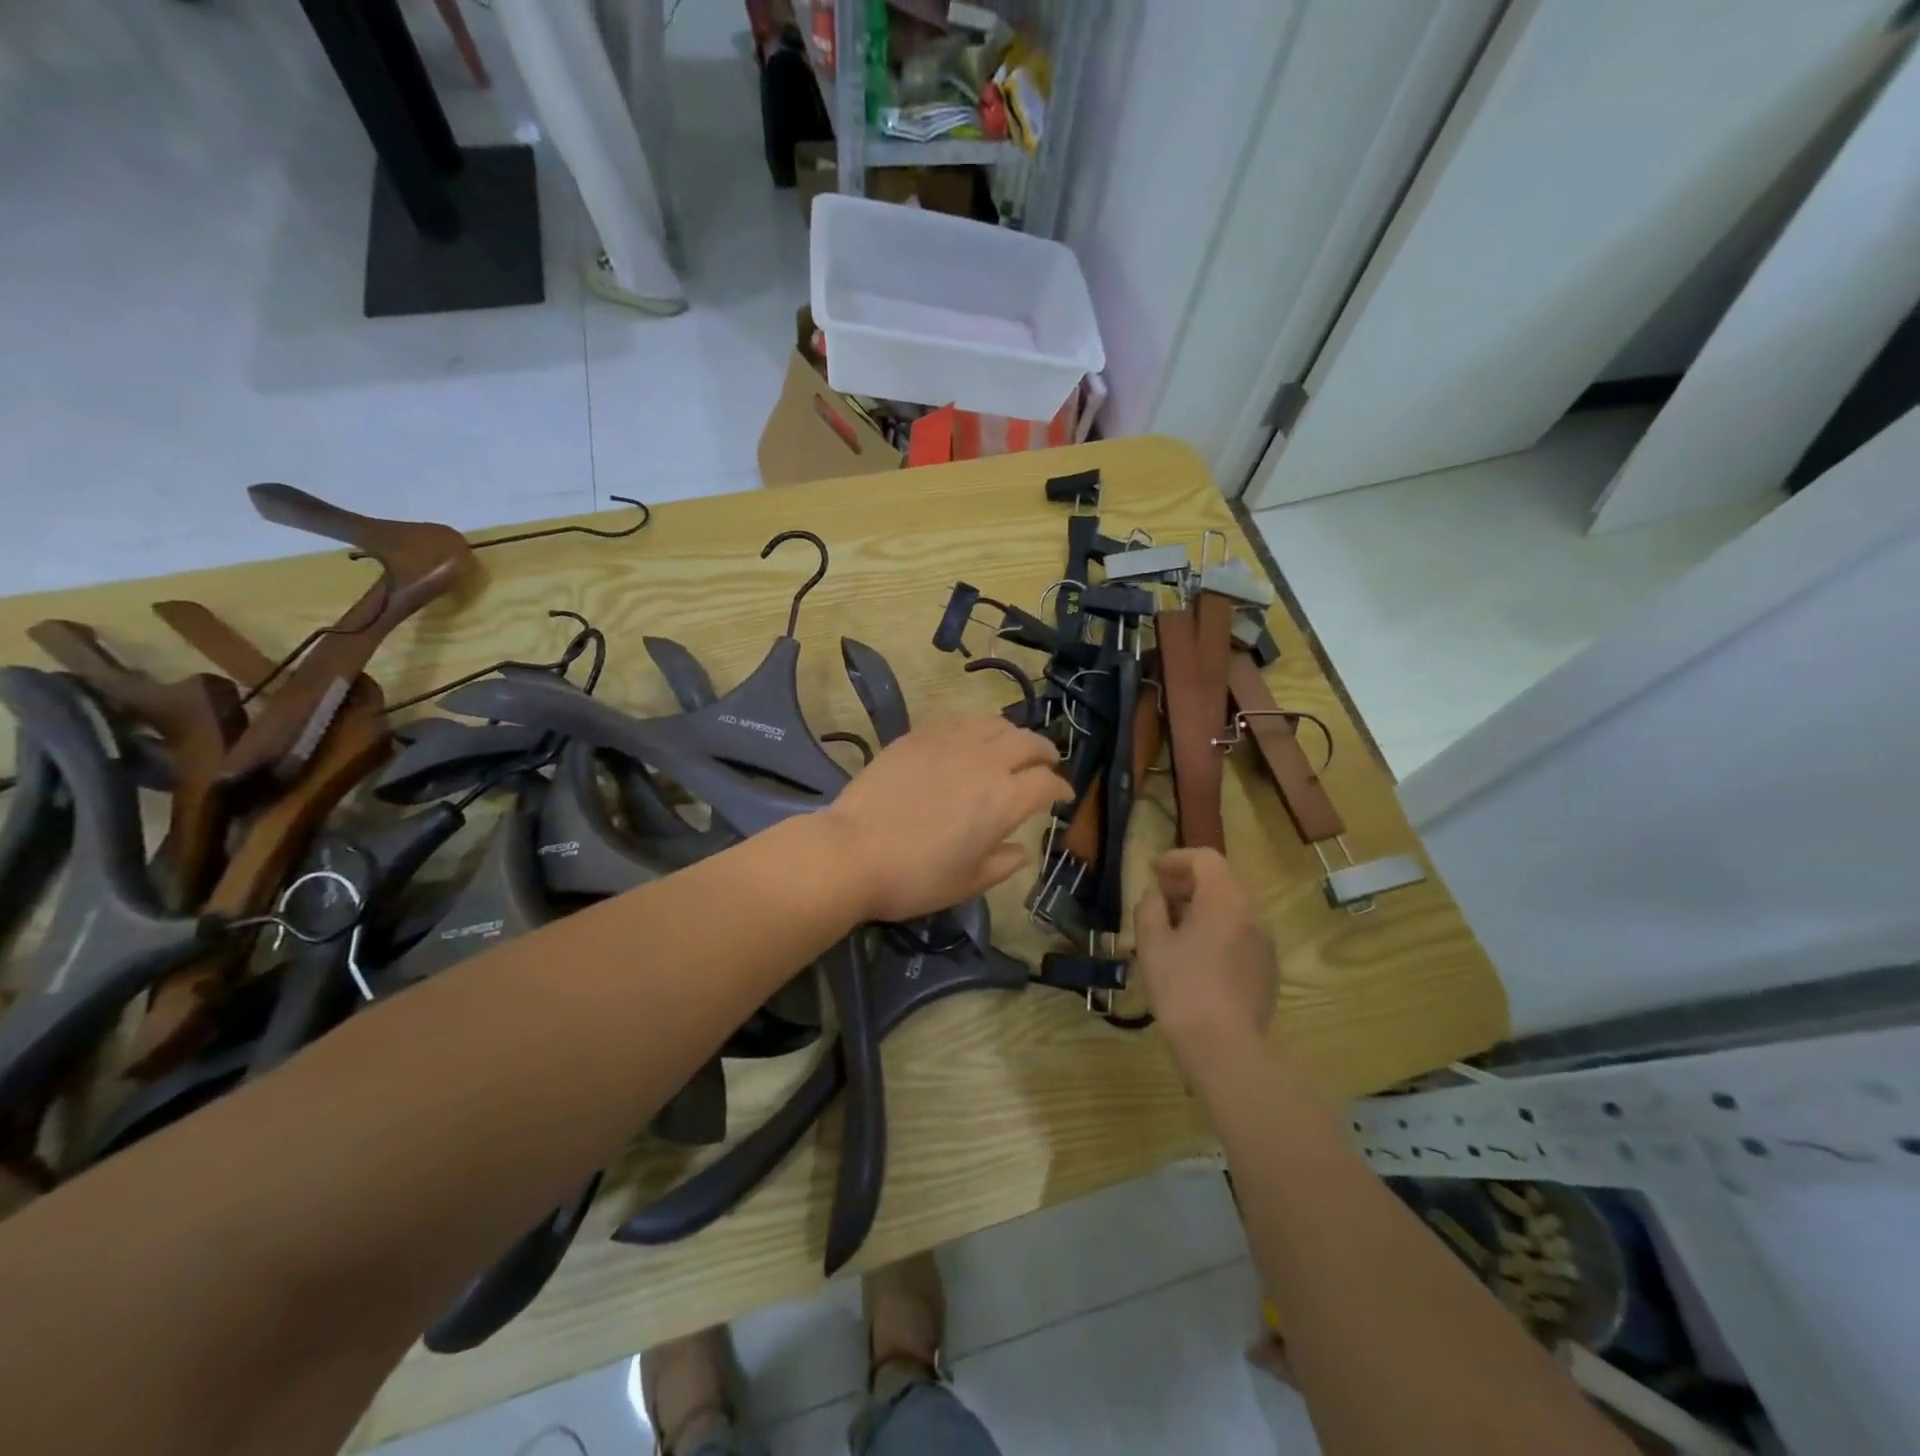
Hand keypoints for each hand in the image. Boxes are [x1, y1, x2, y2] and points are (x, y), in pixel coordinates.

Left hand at [821, 717, 1069, 922]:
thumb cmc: (915, 877)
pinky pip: (959, 722)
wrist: (853, 851)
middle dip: (1045, 752)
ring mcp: (950, 743)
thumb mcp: (967, 883)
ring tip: (1012, 746)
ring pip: (995, 724)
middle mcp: (985, 762)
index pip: (1047, 784)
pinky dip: (977, 729)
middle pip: (1028, 743)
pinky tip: (970, 742)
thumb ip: (1002, 864)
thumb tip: (1022, 851)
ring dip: (1013, 734)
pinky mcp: (919, 736)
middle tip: (1047, 763)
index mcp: (1004, 800)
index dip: (1061, 790)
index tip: (1062, 797)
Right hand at [1134, 848, 1278, 1063]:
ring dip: (1202, 908)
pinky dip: (1216, 931)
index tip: (1153, 872)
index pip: (1205, 859)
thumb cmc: (1182, 987)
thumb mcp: (1152, 943)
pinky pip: (1240, 934)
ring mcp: (1264, 942)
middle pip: (1221, 882)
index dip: (1176, 859)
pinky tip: (1195, 957)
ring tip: (1173, 929)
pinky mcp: (1267, 968)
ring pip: (1231, 909)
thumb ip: (1150, 908)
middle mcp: (1252, 913)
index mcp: (1225, 899)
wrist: (1225, 1047)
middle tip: (1159, 899)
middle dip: (1187, 884)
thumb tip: (1155, 895)